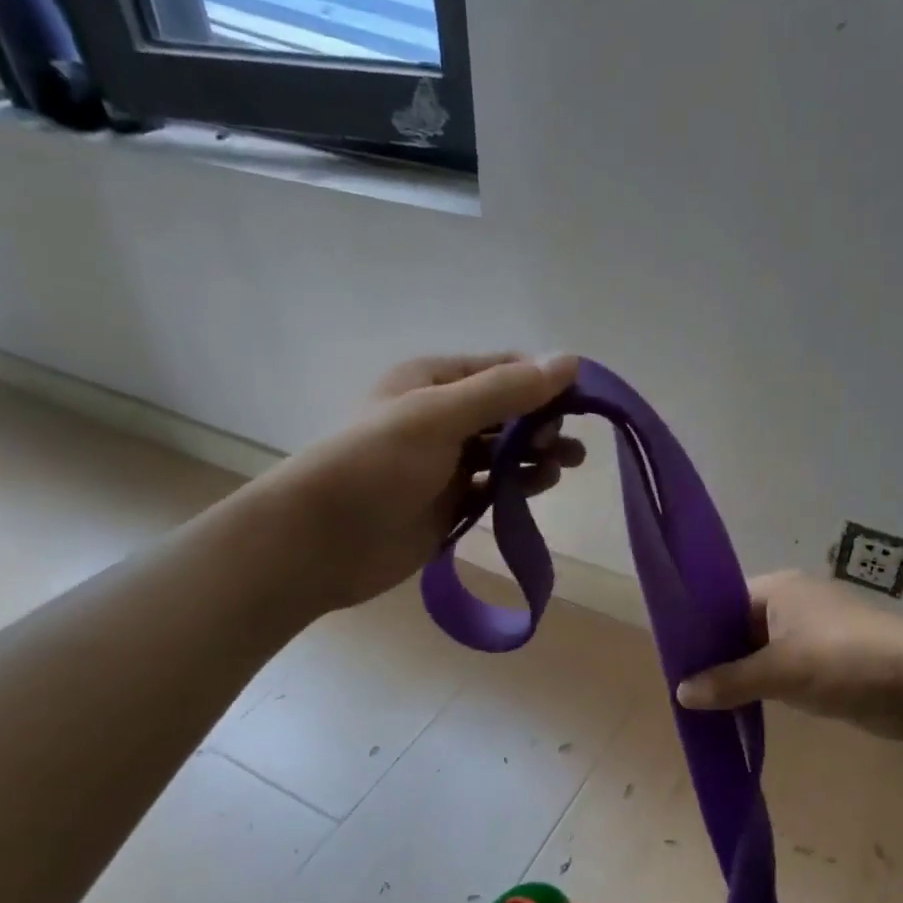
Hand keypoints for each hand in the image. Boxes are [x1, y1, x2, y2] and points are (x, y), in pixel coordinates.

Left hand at [279, 353, 583, 612]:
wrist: (323, 540)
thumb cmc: (377, 463)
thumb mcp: (441, 416)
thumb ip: (506, 391)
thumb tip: (571, 362)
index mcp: (433, 381)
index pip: (502, 370)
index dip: (542, 381)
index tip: (580, 402)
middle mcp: (441, 417)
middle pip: (507, 412)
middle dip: (542, 422)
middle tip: (565, 445)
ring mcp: (445, 463)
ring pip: (504, 452)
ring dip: (535, 456)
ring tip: (562, 467)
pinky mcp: (449, 503)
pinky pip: (493, 487)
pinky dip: (517, 486)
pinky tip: (537, 489)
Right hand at [675, 571, 902, 740]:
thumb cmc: (848, 662)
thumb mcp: (783, 671)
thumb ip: (730, 681)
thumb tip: (680, 692)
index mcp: (778, 589)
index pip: (722, 600)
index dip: (696, 628)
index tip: (671, 659)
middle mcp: (791, 605)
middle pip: (738, 628)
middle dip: (714, 656)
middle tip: (680, 686)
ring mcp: (810, 635)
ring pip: (758, 653)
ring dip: (737, 675)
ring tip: (700, 702)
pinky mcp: (825, 664)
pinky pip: (780, 672)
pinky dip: (761, 687)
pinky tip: (738, 709)